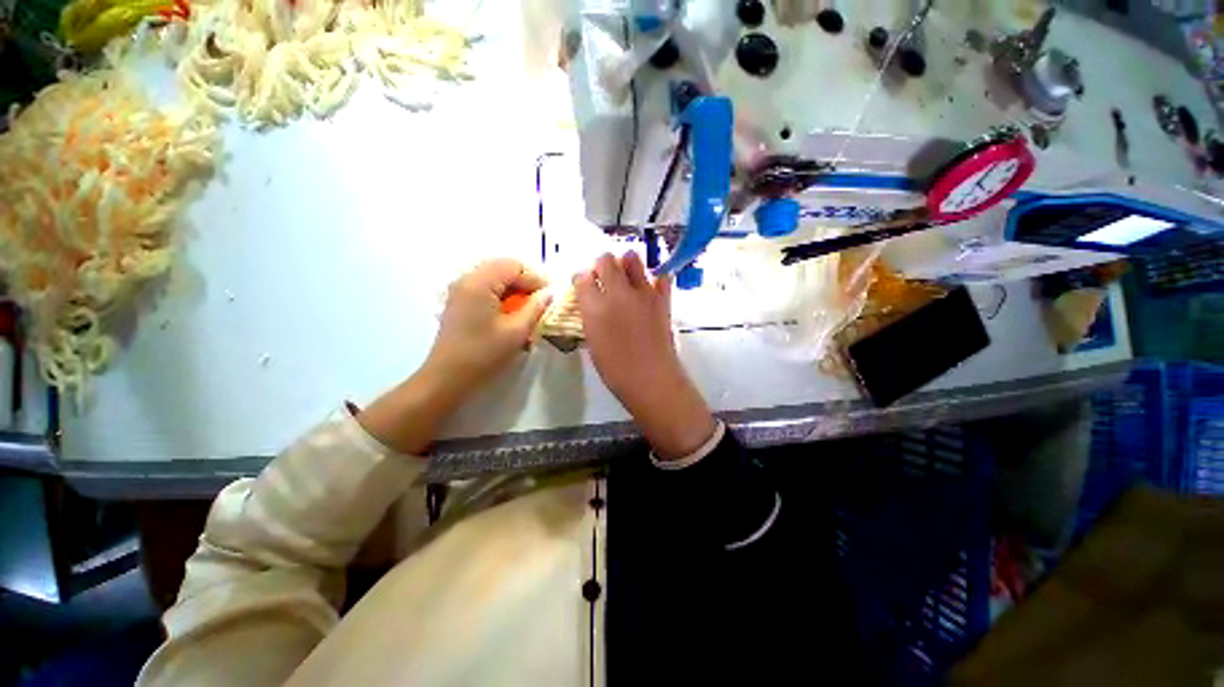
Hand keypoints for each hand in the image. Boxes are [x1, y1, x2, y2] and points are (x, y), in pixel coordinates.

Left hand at [425, 258, 552, 400]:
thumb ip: (536, 308)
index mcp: (480, 282)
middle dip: (525, 282)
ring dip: (513, 289)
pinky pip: (485, 288)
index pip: (514, 266)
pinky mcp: (458, 303)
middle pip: (502, 268)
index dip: (535, 279)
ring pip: (494, 277)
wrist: (447, 379)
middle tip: (540, 301)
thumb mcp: (517, 332)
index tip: (550, 297)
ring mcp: (460, 291)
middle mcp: (467, 279)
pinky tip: (510, 313)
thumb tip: (549, 294)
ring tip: (527, 308)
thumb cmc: (484, 354)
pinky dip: (501, 295)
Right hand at [576, 253, 716, 459]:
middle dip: (601, 265)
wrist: (651, 379)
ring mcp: (643, 293)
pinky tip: (649, 290)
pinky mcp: (662, 298)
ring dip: (626, 264)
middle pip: (605, 259)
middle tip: (603, 279)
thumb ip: (590, 315)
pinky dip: (654, 279)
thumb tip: (591, 301)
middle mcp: (618, 293)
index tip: (584, 286)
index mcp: (595, 307)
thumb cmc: (616, 368)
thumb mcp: (593, 341)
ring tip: (626, 279)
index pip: (582, 276)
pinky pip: (660, 276)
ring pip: (632, 258)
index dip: (581, 279)